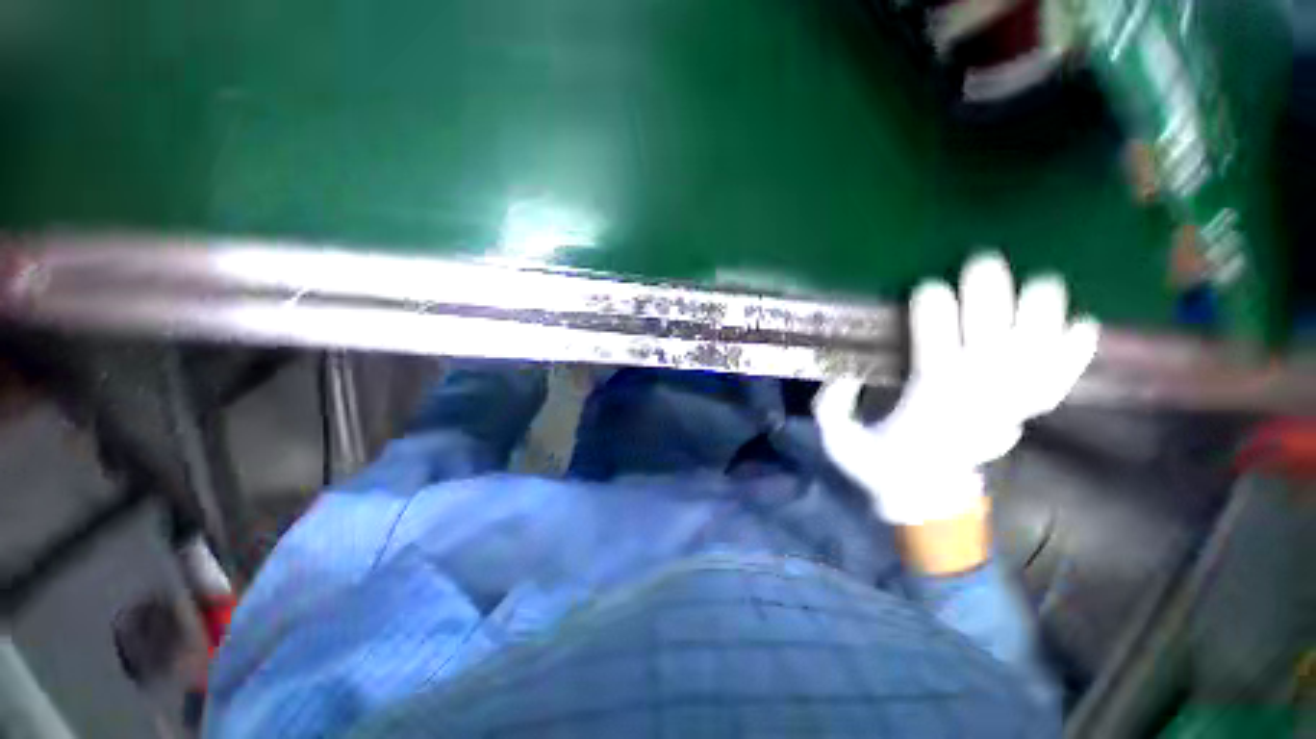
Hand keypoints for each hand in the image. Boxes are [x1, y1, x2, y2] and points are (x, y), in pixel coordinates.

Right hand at [814, 252, 1099, 524]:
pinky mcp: (1019, 416)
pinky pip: (1056, 384)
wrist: (924, 499)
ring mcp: (1005, 409)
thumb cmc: (877, 467)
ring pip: (1036, 358)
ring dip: (1042, 319)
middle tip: (982, 262)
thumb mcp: (838, 441)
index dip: (932, 314)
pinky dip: (1072, 356)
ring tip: (1042, 282)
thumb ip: (833, 406)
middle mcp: (974, 404)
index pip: (935, 351)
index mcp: (927, 408)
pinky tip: (1082, 326)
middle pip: (992, 344)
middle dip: (990, 299)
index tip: (926, 287)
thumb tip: (842, 372)